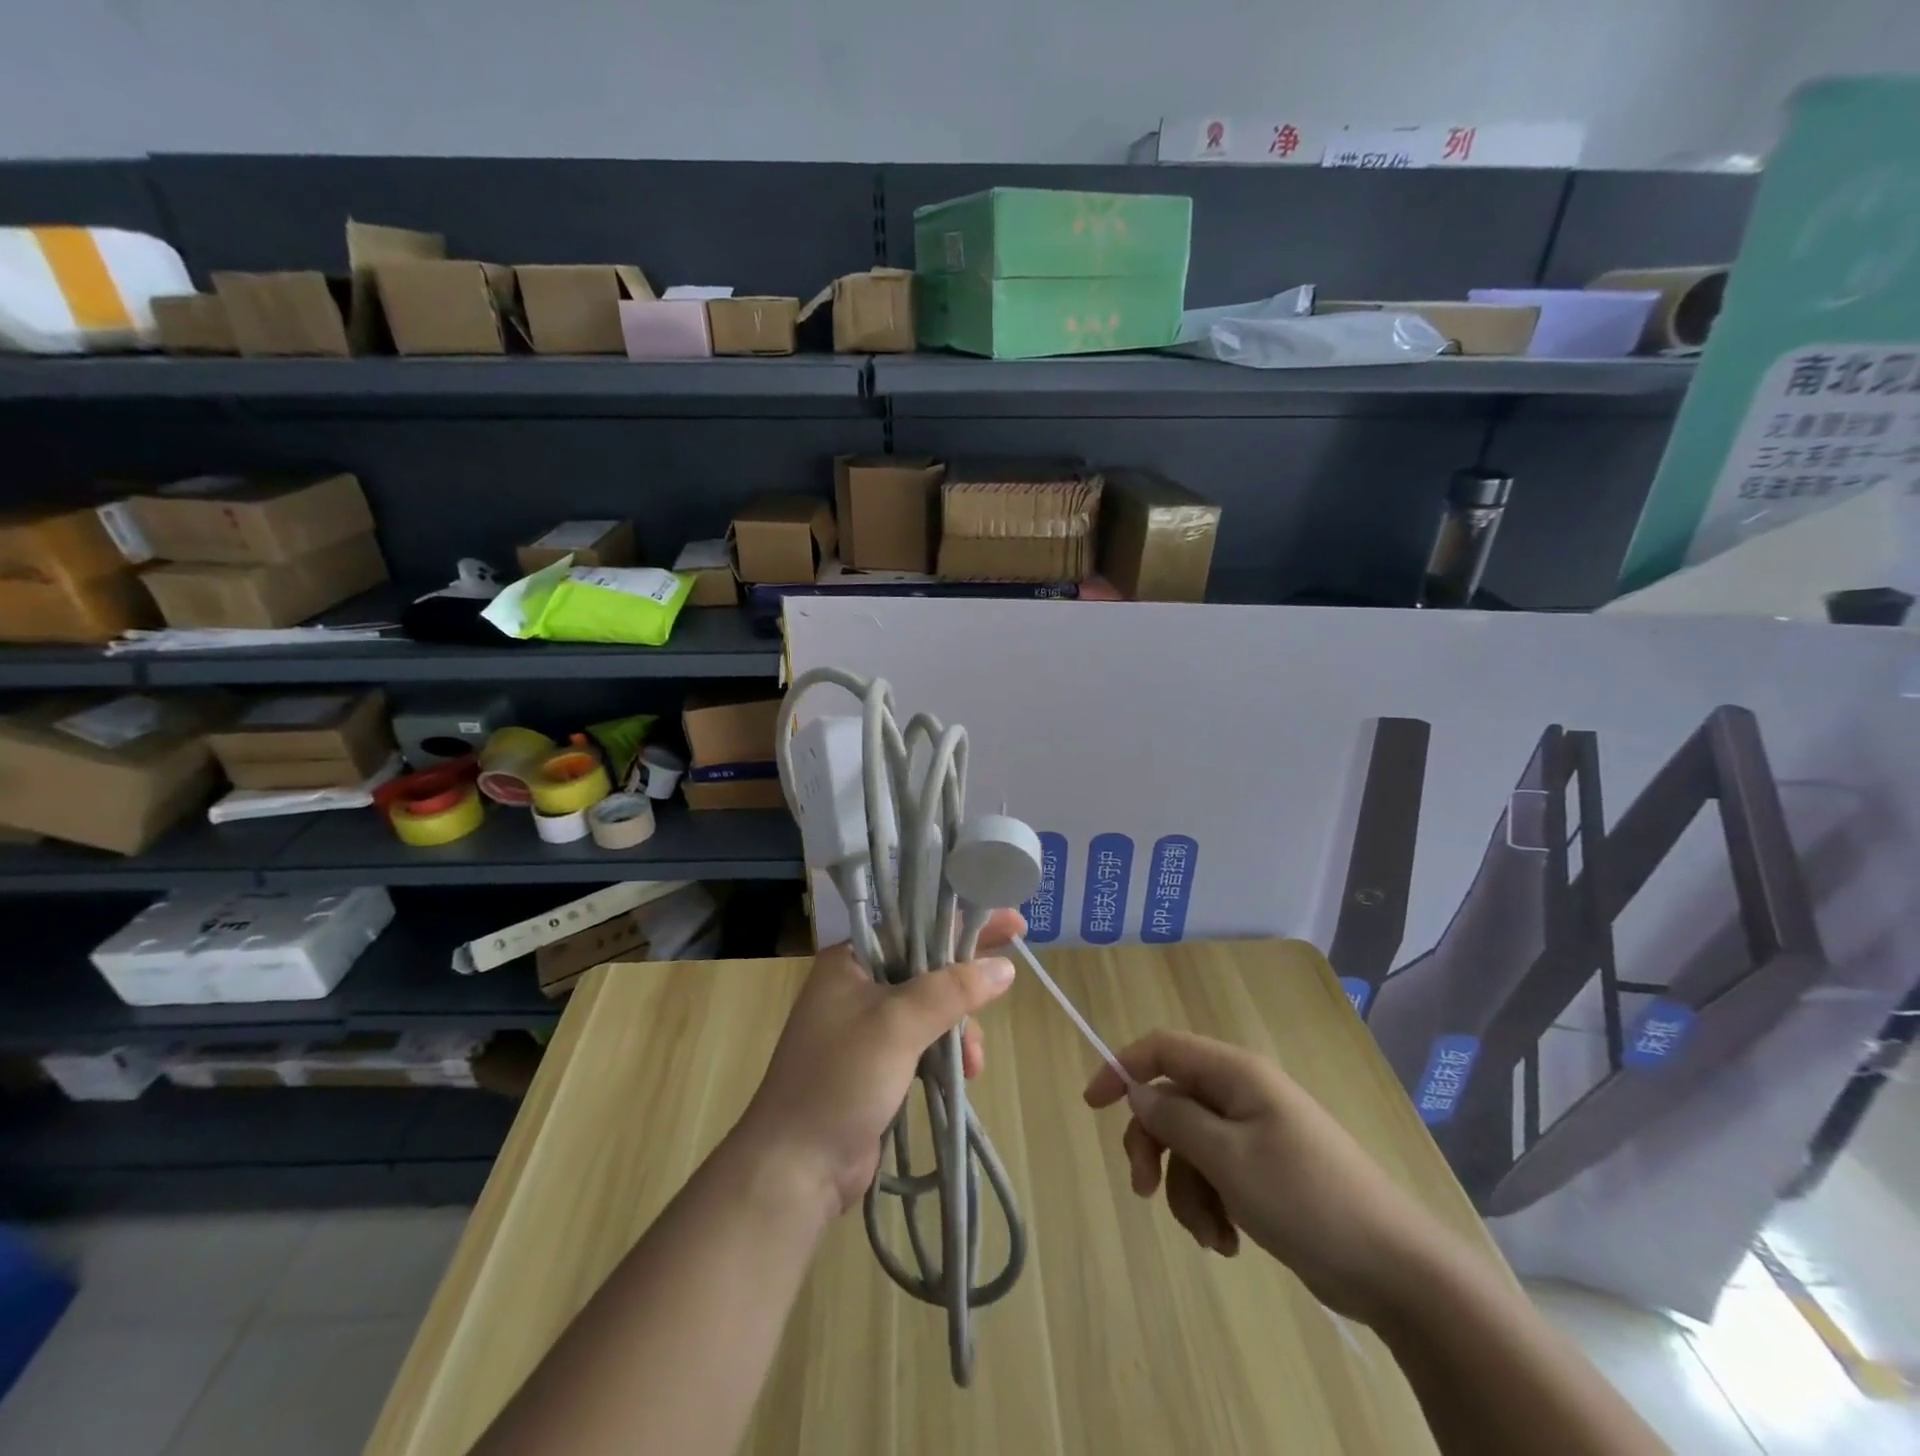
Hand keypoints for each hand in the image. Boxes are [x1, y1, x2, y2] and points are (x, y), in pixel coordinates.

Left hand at [735, 909, 1024, 1218]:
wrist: (795, 1167)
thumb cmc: (841, 1078)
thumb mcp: (898, 1024)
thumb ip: (952, 990)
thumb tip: (1004, 968)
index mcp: (850, 960)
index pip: (916, 927)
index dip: (962, 922)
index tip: (1011, 923)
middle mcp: (857, 985)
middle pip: (927, 968)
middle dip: (965, 986)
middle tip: (1009, 982)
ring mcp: (866, 1027)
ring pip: (931, 1009)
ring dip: (959, 1029)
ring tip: (973, 1063)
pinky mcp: (877, 1064)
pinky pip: (924, 1042)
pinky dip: (947, 1053)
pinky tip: (963, 1075)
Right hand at [1085, 1029, 1455, 1324]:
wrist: (1393, 1269)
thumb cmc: (1306, 1199)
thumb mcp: (1228, 1158)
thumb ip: (1175, 1120)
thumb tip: (1139, 1092)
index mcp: (1235, 1074)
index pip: (1163, 1048)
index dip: (1123, 1067)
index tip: (1093, 1105)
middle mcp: (1241, 1095)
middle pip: (1171, 1103)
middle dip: (1153, 1147)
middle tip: (1143, 1191)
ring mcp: (1254, 1134)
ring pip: (1189, 1147)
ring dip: (1185, 1190)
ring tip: (1211, 1234)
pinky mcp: (1263, 1172)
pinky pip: (1214, 1176)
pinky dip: (1210, 1206)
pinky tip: (1229, 1243)